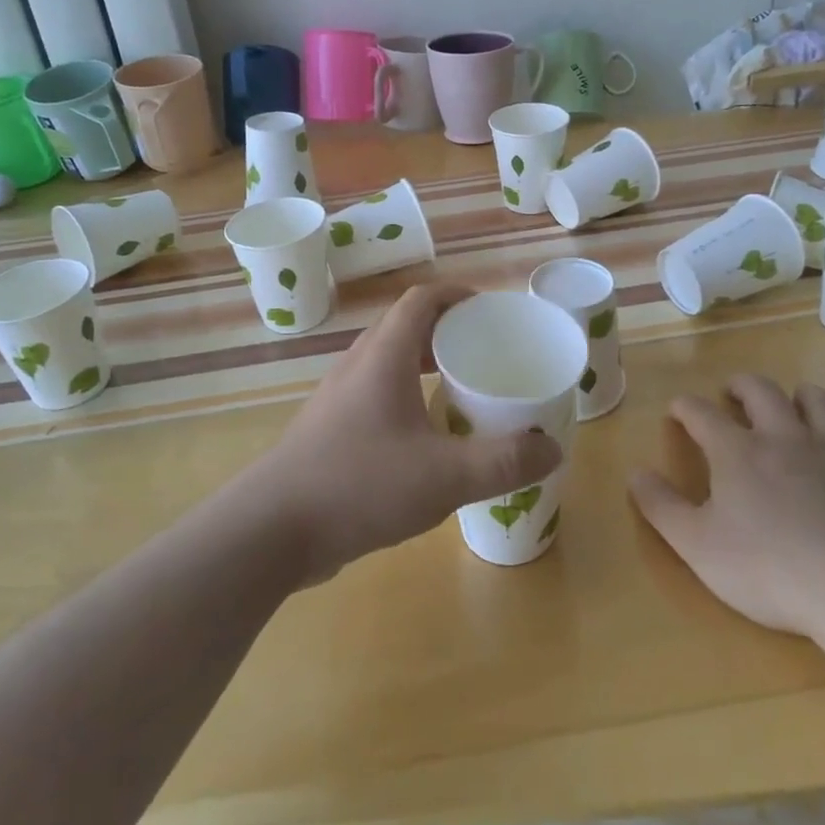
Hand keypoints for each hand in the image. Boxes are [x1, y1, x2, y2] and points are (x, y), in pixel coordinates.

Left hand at [236, 283, 562, 584]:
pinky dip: (405, 398)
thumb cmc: (360, 484)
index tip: (491, 311)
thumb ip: (503, 462)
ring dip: (424, 367)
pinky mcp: (329, 430)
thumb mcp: (445, 476)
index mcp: (384, 356)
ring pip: (387, 364)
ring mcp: (338, 398)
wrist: (272, 529)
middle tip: (486, 355)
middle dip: (447, 332)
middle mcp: (358, 366)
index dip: (457, 295)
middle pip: (405, 328)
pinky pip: (375, 395)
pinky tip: (425, 440)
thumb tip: (551, 449)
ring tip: (461, 392)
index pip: (421, 299)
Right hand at [629, 377, 824, 638]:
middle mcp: (784, 438)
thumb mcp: (696, 545)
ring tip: (790, 403)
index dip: (685, 407)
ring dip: (799, 395)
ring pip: (817, 402)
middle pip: (761, 391)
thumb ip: (661, 506)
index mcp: (737, 452)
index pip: (702, 413)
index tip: (676, 409)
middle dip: (741, 385)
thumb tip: (635, 472)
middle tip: (731, 392)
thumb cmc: (767, 569)